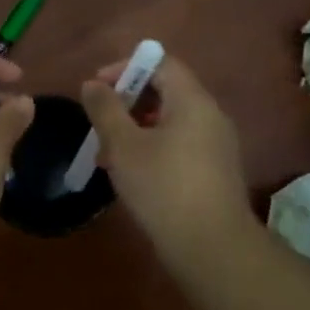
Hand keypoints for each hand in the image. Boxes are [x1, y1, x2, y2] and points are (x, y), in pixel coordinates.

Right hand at [80, 55, 253, 263]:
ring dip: (135, 128)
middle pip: (165, 91)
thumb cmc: (163, 187)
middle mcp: (210, 115)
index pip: (160, 63)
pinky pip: (180, 144)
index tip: (97, 89)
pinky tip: (131, 174)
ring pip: (170, 121)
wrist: (211, 246)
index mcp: (192, 101)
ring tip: (108, 154)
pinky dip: (152, 147)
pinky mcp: (215, 171)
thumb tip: (92, 84)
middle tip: (99, 123)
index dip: (125, 68)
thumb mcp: (123, 146)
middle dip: (126, 102)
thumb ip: (105, 109)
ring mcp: (217, 145)